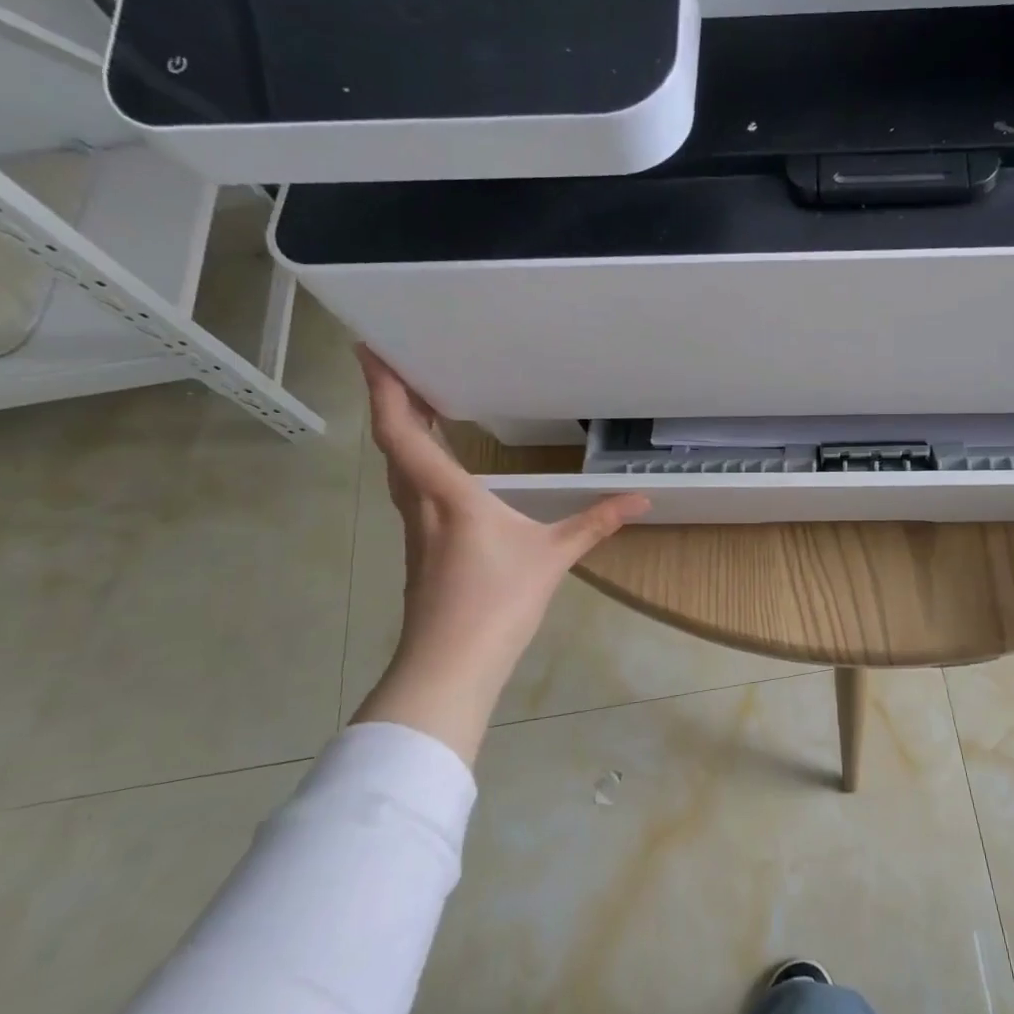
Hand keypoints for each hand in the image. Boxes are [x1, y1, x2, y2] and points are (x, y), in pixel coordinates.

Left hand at [353, 347, 647, 759]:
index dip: (383, 388)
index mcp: (446, 494)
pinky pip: (410, 491)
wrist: (450, 665)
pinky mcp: (421, 551)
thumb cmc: (497, 602)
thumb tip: (642, 499)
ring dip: (401, 432)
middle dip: (391, 400)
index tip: (371, 348)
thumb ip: (596, 523)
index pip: (402, 431)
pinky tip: (438, 469)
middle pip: (393, 443)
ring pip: (398, 468)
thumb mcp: (554, 557)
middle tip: (403, 365)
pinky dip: (415, 463)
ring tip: (418, 405)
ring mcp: (415, 530)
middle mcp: (420, 504)